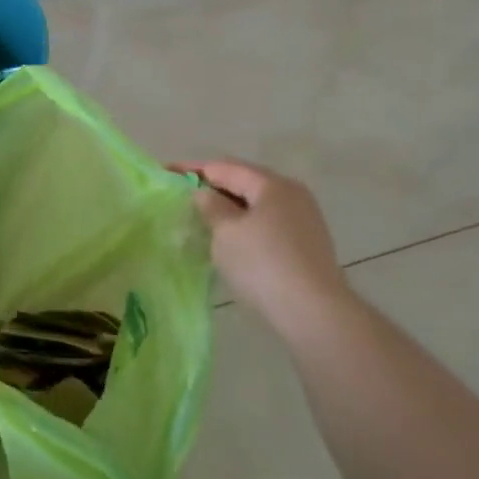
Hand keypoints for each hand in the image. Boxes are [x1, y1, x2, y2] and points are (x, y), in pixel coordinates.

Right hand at [181, 160, 351, 325]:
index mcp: (272, 185)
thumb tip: (204, 193)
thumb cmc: (263, 263)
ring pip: (255, 204)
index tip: (165, 171)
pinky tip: (227, 238)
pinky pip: (266, 222)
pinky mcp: (304, 243)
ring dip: (227, 207)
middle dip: (212, 186)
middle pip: (244, 182)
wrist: (313, 311)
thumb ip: (211, 206)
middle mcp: (292, 194)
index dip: (192, 168)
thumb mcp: (226, 232)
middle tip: (181, 194)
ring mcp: (302, 219)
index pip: (224, 167)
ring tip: (200, 216)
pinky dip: (243, 223)